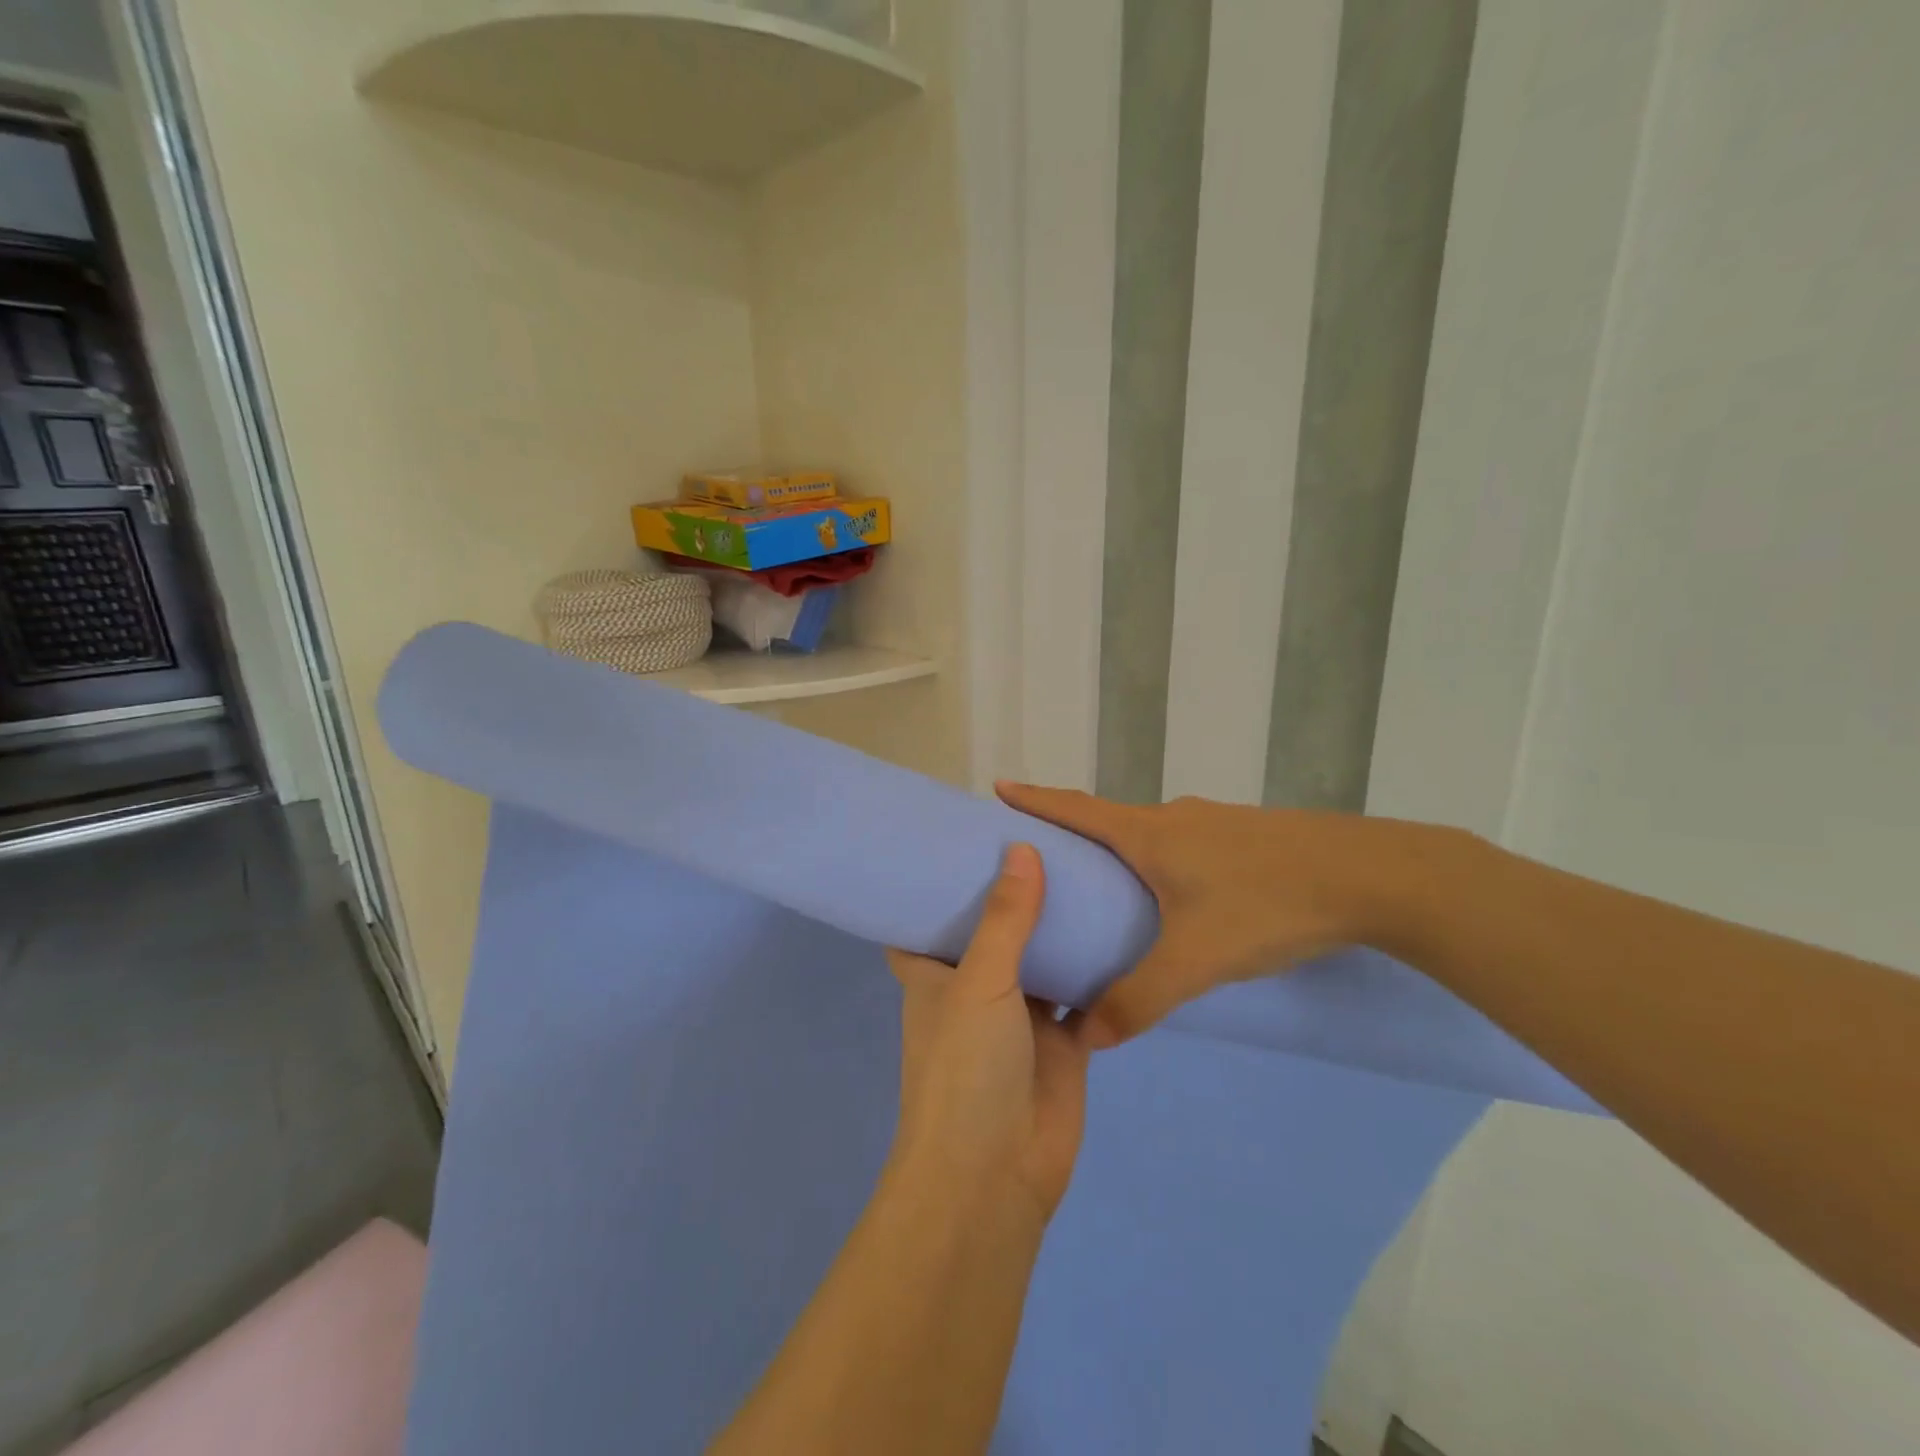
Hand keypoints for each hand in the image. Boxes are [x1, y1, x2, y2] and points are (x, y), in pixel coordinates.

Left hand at [886, 844, 1089, 1225]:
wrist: (996, 1176)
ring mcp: (1020, 1015)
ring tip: (1086, 867)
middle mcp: (974, 988)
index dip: (936, 883)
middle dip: (1012, 895)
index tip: (959, 838)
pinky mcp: (1062, 1042)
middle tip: (1043, 837)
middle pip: (993, 931)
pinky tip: (1119, 924)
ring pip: (1041, 958)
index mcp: (935, 973)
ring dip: (1058, 927)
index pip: (924, 918)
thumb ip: (1005, 918)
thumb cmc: (966, 1069)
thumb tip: (1021, 847)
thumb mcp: (978, 982)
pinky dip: (1096, 969)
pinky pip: (1081, 994)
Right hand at [997, 783, 1451, 1047]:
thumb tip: (1088, 1036)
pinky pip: (1186, 845)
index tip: (1000, 787)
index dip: (1034, 798)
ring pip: (1153, 835)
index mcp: (1149, 834)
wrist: (1373, 877)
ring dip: (1123, 852)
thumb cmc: (1267, 906)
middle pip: (1110, 820)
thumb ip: (1139, 999)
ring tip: (1109, 889)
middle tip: (1049, 862)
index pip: (1075, 808)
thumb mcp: (1196, 960)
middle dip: (1074, 834)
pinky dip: (1162, 862)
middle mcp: (1175, 818)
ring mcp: (1215, 823)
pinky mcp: (1248, 836)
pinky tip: (1179, 898)